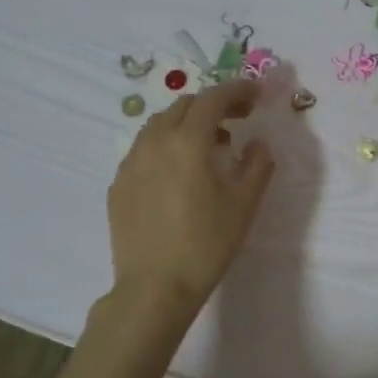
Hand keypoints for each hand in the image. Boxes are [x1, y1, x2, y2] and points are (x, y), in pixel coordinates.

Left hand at [108, 77, 275, 313]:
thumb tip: (259, 144)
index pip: (214, 98)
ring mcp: (131, 162)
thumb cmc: (206, 244)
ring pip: (160, 124)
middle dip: (214, 105)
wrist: (154, 288)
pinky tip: (179, 173)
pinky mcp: (118, 184)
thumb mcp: (244, 204)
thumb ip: (257, 165)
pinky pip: (144, 150)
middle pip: (185, 106)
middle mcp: (155, 142)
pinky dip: (166, 146)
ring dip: (188, 124)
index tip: (256, 94)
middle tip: (238, 120)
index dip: (237, 90)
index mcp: (188, 141)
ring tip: (209, 146)